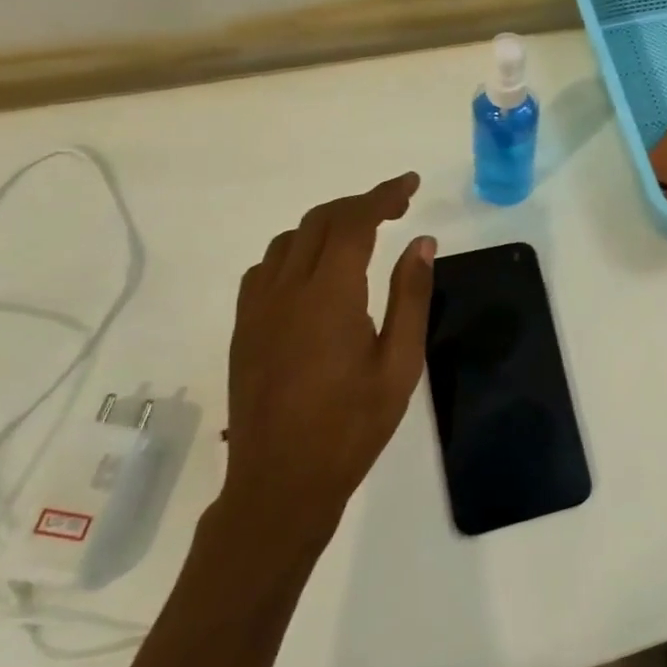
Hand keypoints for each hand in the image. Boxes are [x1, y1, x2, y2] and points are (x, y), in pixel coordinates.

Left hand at [220, 173, 436, 547]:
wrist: (281, 482)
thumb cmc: (352, 426)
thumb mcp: (400, 363)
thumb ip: (410, 297)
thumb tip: (422, 243)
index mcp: (329, 295)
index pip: (354, 222)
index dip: (383, 196)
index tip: (410, 184)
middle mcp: (286, 290)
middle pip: (319, 222)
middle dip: (360, 205)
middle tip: (397, 208)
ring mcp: (257, 308)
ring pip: (288, 240)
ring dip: (327, 225)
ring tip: (361, 235)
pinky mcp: (244, 328)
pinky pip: (266, 268)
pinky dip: (296, 251)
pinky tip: (315, 272)